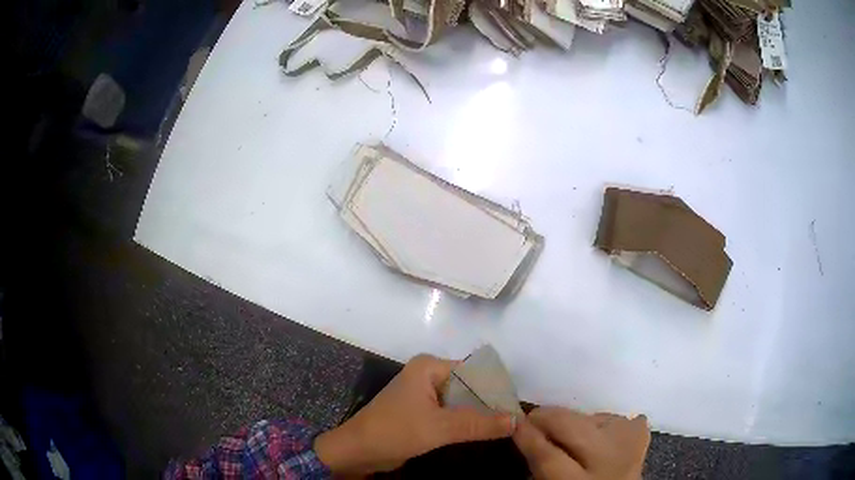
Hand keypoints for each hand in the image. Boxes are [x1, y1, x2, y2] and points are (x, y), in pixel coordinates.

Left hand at [315, 354, 515, 474]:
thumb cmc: (394, 432)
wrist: (358, 451)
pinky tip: (485, 433)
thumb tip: (517, 420)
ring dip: (480, 415)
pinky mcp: (423, 412)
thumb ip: (479, 423)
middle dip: (490, 404)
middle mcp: (429, 376)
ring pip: (462, 402)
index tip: (519, 410)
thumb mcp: (439, 427)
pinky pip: (452, 414)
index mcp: (430, 367)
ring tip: (507, 428)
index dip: (497, 390)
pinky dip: (467, 423)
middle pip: (470, 386)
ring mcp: (425, 395)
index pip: (475, 372)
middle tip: (516, 422)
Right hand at [513, 407, 649, 479]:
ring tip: (566, 432)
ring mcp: (630, 443)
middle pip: (574, 428)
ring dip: (575, 421)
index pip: (548, 456)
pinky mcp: (640, 433)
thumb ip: (540, 465)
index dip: (528, 436)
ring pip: (593, 418)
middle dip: (548, 418)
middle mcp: (608, 461)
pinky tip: (596, 434)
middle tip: (531, 418)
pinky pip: (614, 417)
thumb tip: (524, 435)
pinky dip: (600, 422)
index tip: (513, 422)